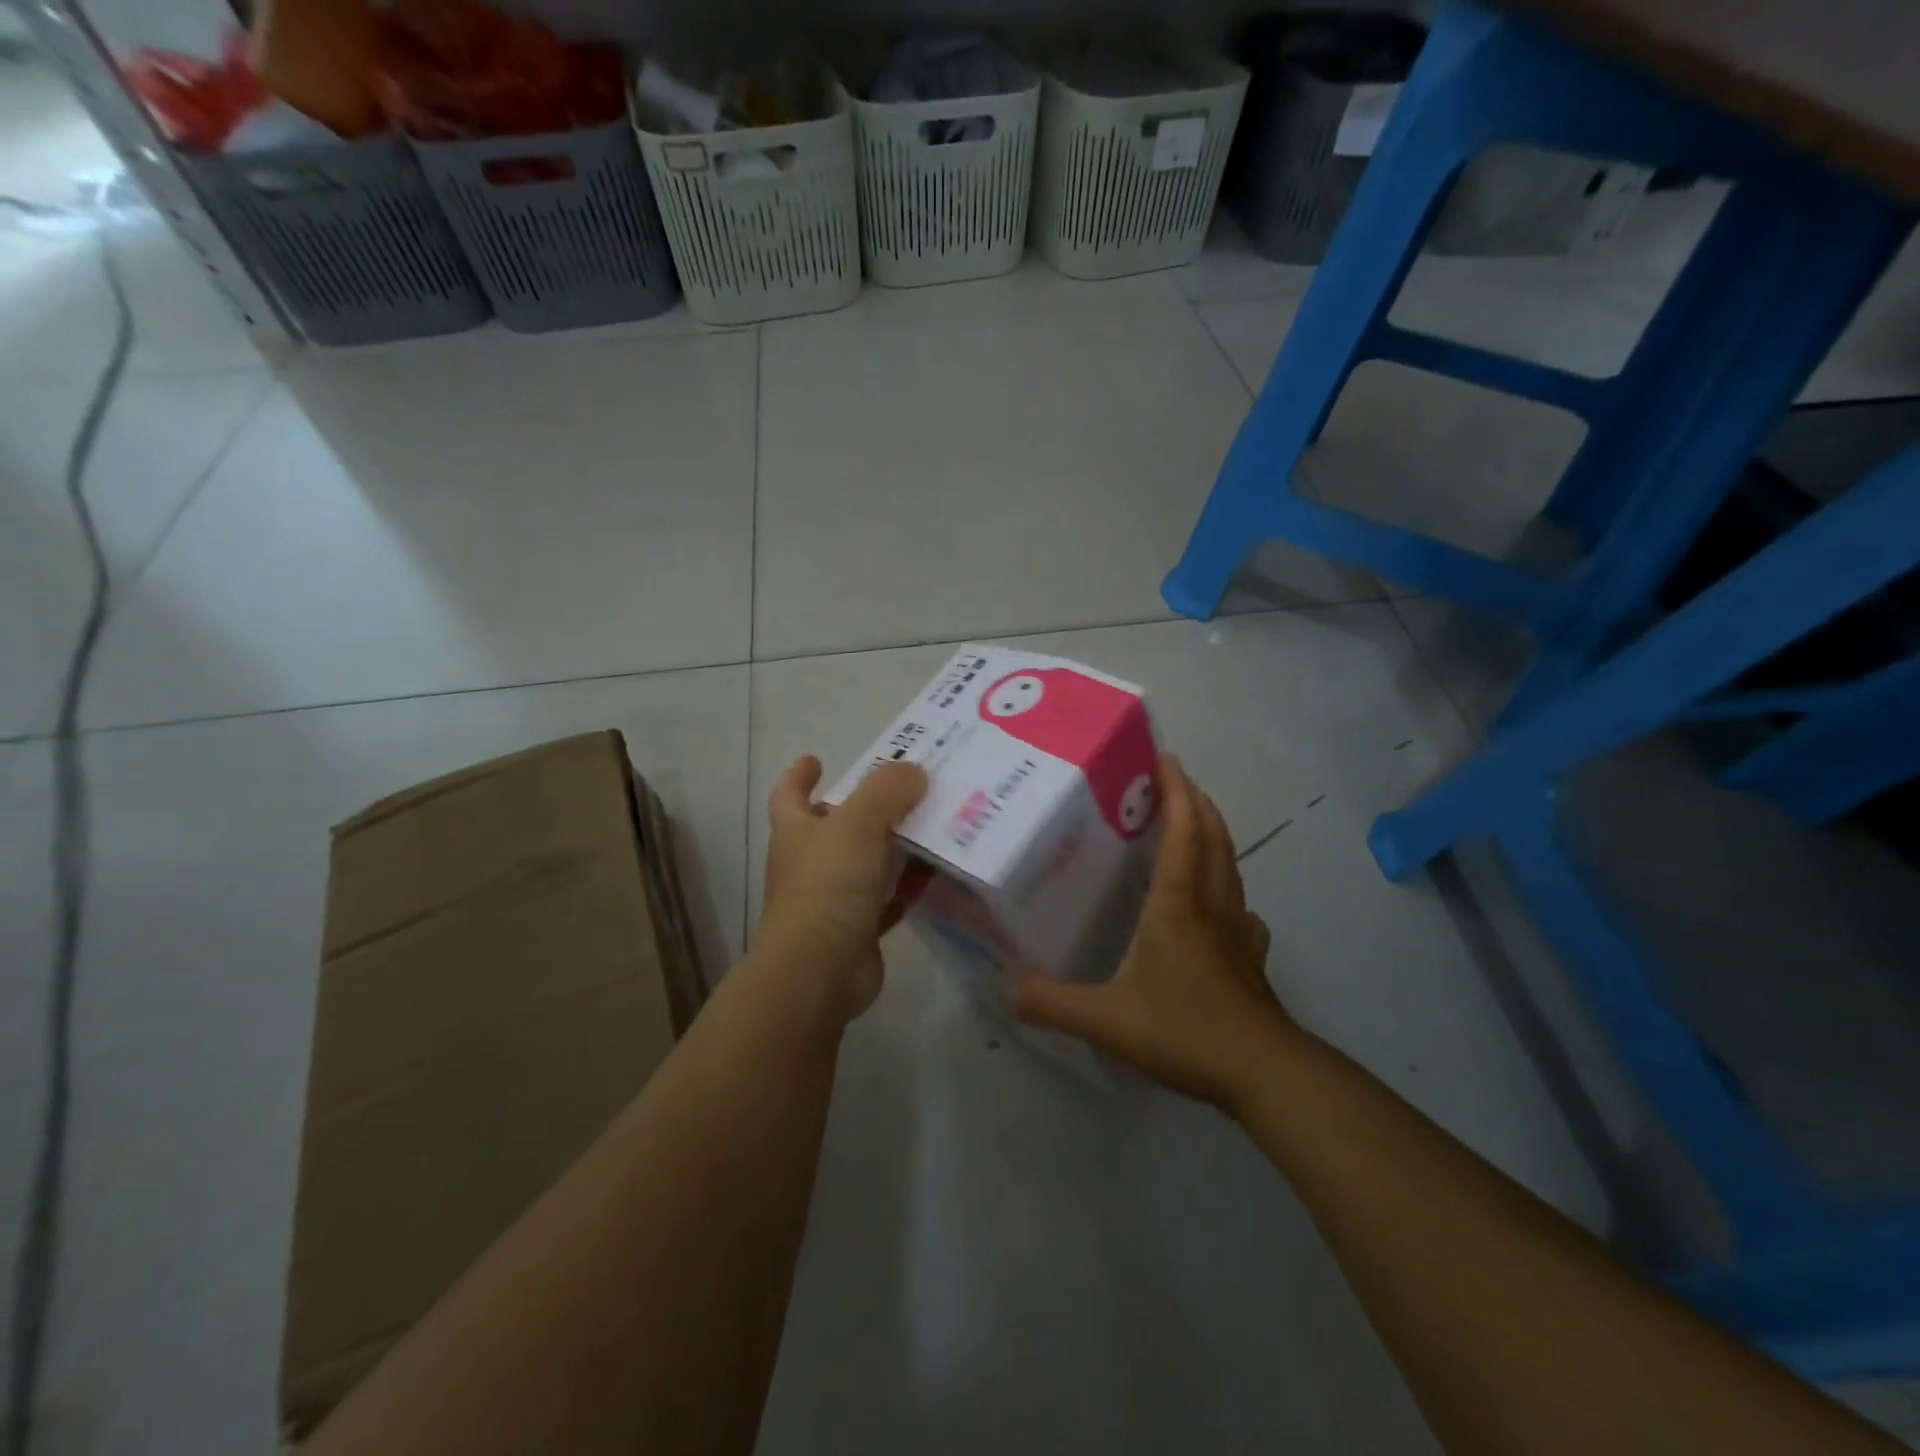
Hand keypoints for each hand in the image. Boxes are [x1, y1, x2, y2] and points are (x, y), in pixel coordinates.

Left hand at [758, 755, 928, 1020]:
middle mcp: (809, 862)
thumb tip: (913, 771)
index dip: (799, 775)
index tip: (815, 759)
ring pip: (864, 863)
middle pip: (834, 826)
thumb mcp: (859, 824)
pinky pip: (885, 901)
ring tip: (930, 827)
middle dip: (862, 808)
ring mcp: (831, 899)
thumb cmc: (828, 886)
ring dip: (891, 847)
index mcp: (797, 831)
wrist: (819, 970)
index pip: (789, 794)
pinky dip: (904, 889)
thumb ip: (886, 790)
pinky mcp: (856, 930)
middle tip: (903, 790)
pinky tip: (932, 877)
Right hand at [1012, 754, 1293, 1111]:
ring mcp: (1237, 932)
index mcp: (1177, 904)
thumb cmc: (1186, 1031)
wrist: (1264, 1073)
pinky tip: (1221, 905)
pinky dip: (1229, 888)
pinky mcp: (1252, 959)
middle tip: (1174, 780)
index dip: (1176, 791)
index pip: (1183, 832)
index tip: (1165, 759)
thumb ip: (1052, 1003)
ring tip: (1191, 824)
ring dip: (1213, 834)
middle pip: (1212, 837)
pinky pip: (1241, 908)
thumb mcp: (1106, 1019)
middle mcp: (1211, 906)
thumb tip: (1005, 987)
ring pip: (1230, 866)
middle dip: (1196, 801)